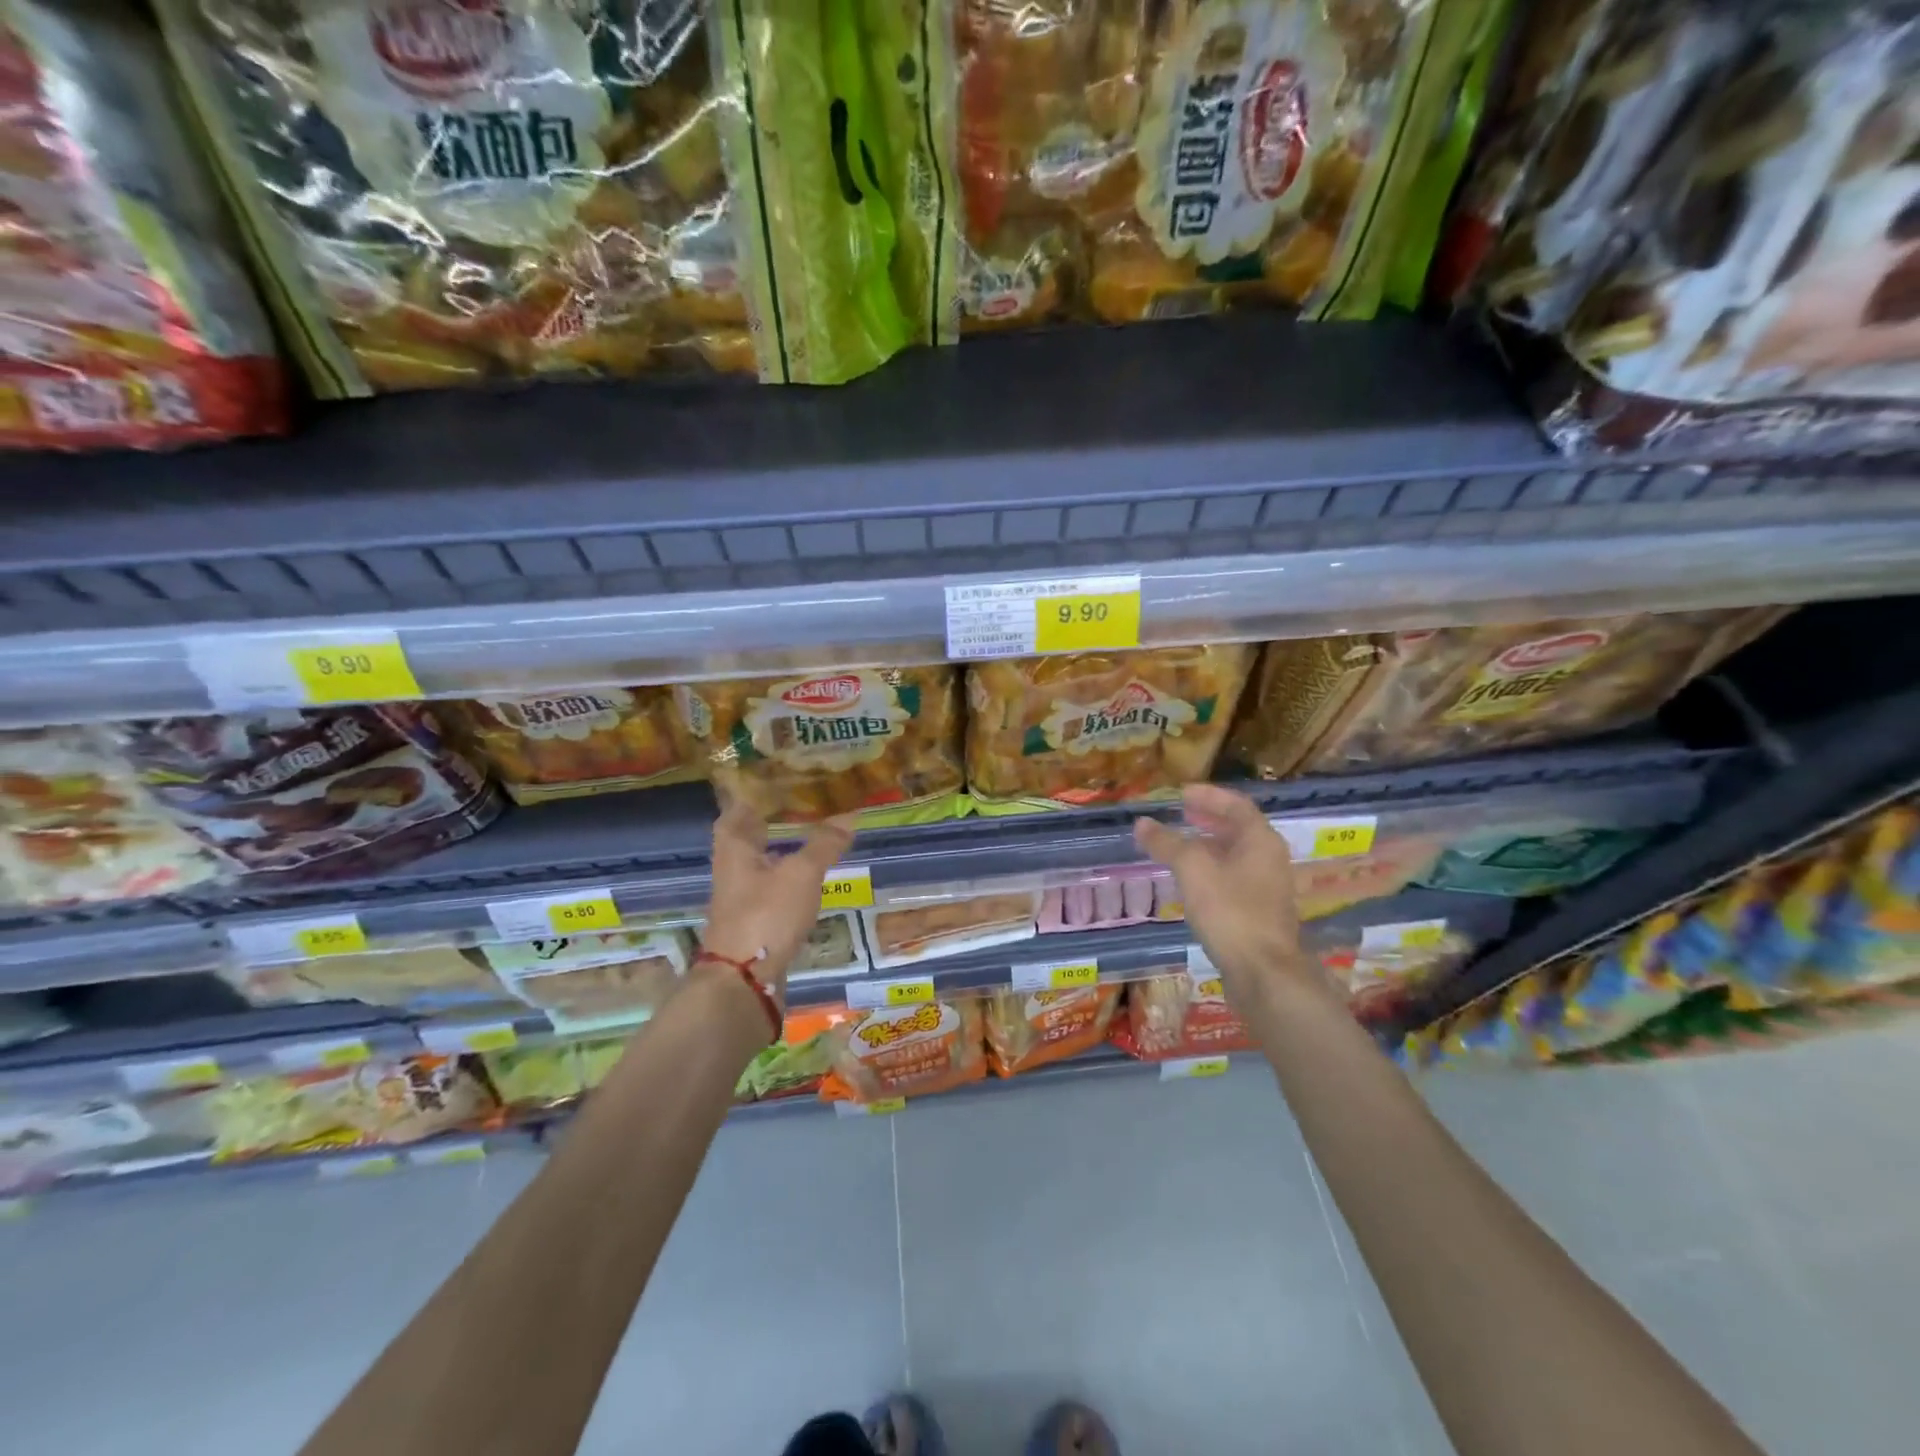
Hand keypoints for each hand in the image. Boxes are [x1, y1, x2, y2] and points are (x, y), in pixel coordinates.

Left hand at [703, 802, 854, 1000]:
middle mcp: (732, 871)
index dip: (749, 799)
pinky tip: (806, 882)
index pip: (734, 814)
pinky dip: (784, 880)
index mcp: (735, 850)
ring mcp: (740, 901)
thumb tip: (850, 816)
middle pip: (744, 840)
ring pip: (757, 867)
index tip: (769, 785)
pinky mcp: (753, 925)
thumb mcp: (801, 874)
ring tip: (807, 840)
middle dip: (765, 825)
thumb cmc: (766, 914)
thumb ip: (824, 844)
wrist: (744, 981)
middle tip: (794, 808)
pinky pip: (768, 891)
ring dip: (776, 852)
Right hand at [1135, 785, 1307, 1012]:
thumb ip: (1166, 843)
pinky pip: (1234, 878)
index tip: (1182, 793)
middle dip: (1209, 819)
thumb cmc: (1230, 910)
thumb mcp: (1192, 869)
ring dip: (1208, 845)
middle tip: (1181, 813)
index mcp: (1260, 840)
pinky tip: (1190, 881)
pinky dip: (1212, 869)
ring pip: (1236, 855)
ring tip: (1179, 845)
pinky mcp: (1259, 912)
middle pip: (1238, 829)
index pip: (1236, 805)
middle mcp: (1269, 859)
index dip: (1209, 796)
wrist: (1263, 971)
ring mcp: (1267, 887)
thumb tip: (1142, 823)